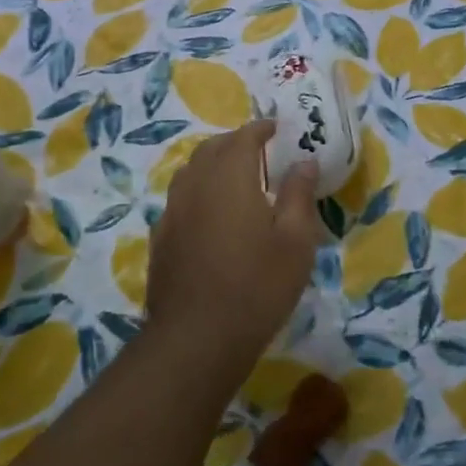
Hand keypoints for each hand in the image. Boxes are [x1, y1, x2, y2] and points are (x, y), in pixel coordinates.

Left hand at [147, 120, 323, 376]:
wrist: (197, 337)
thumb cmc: (258, 286)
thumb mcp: (295, 241)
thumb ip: (299, 195)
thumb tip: (304, 162)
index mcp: (230, 177)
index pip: (243, 137)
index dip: (260, 129)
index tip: (276, 129)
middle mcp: (195, 185)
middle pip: (211, 149)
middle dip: (234, 143)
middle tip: (258, 151)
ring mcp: (172, 212)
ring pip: (190, 172)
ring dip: (212, 165)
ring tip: (234, 178)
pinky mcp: (161, 238)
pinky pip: (179, 200)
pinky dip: (197, 193)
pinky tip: (210, 215)